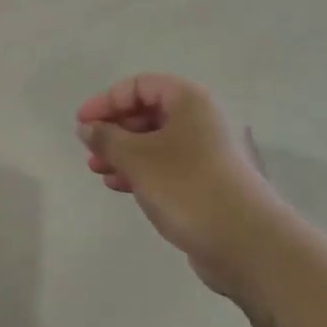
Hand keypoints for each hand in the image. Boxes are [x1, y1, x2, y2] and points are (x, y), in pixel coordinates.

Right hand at [77, 74, 277, 297]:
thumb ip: (106, 138)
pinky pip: (165, 166)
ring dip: (123, 153)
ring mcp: (204, 152)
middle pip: (147, 112)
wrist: (244, 240)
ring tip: (98, 171)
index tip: (82, 124)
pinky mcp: (204, 181)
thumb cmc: (186, 186)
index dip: (107, 101)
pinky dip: (140, 171)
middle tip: (89, 150)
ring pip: (154, 142)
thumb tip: (87, 127)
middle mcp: (200, 120)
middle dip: (114, 129)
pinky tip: (119, 186)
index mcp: (189, 101)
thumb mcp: (137, 158)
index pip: (140, 85)